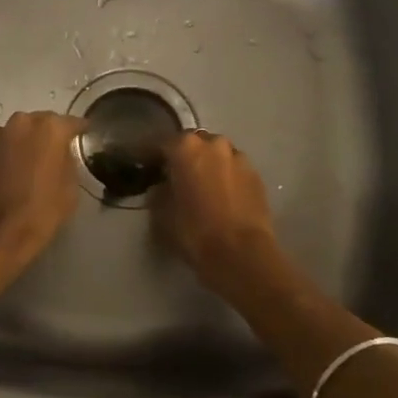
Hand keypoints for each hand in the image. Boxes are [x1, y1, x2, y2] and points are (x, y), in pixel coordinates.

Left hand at [0, 111, 86, 287]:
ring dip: (25, 145)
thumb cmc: (38, 213)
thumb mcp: (69, 191)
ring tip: (30, 168)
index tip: (84, 136)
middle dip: (48, 136)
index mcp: (49, 129)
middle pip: (40, 124)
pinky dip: (6, 158)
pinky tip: (9, 178)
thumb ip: (68, 163)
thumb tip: (61, 156)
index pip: (71, 123)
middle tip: (55, 155)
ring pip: (17, 135)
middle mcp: (21, 124)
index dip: (79, 131)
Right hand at [153, 129, 281, 294]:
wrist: (242, 254)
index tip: (141, 165)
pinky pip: (233, 171)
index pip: (160, 144)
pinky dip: (225, 178)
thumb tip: (160, 188)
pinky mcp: (257, 176)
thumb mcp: (161, 214)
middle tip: (173, 176)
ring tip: (201, 187)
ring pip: (216, 156)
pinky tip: (221, 197)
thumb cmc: (194, 231)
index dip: (148, 156)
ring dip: (207, 166)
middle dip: (182, 157)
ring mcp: (239, 158)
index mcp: (185, 147)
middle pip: (192, 145)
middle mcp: (214, 143)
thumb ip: (157, 193)